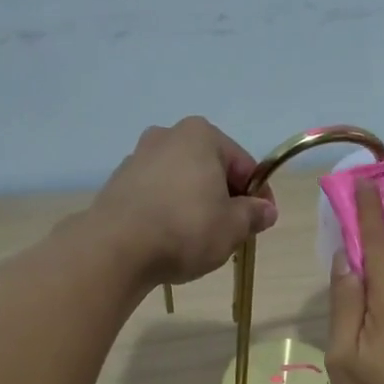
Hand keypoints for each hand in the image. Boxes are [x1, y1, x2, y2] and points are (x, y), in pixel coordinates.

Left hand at [92, 117, 277, 285]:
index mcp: (201, 135)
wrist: (117, 248)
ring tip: (201, 240)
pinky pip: (157, 195)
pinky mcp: (119, 183)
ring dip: (197, 205)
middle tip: (233, 232)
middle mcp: (168, 136)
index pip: (244, 165)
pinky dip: (170, 211)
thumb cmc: (186, 229)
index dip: (259, 196)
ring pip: (183, 182)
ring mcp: (138, 157)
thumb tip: (266, 210)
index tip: (262, 222)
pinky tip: (171, 239)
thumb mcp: (233, 226)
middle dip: (225, 198)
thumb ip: (254, 215)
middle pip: (211, 170)